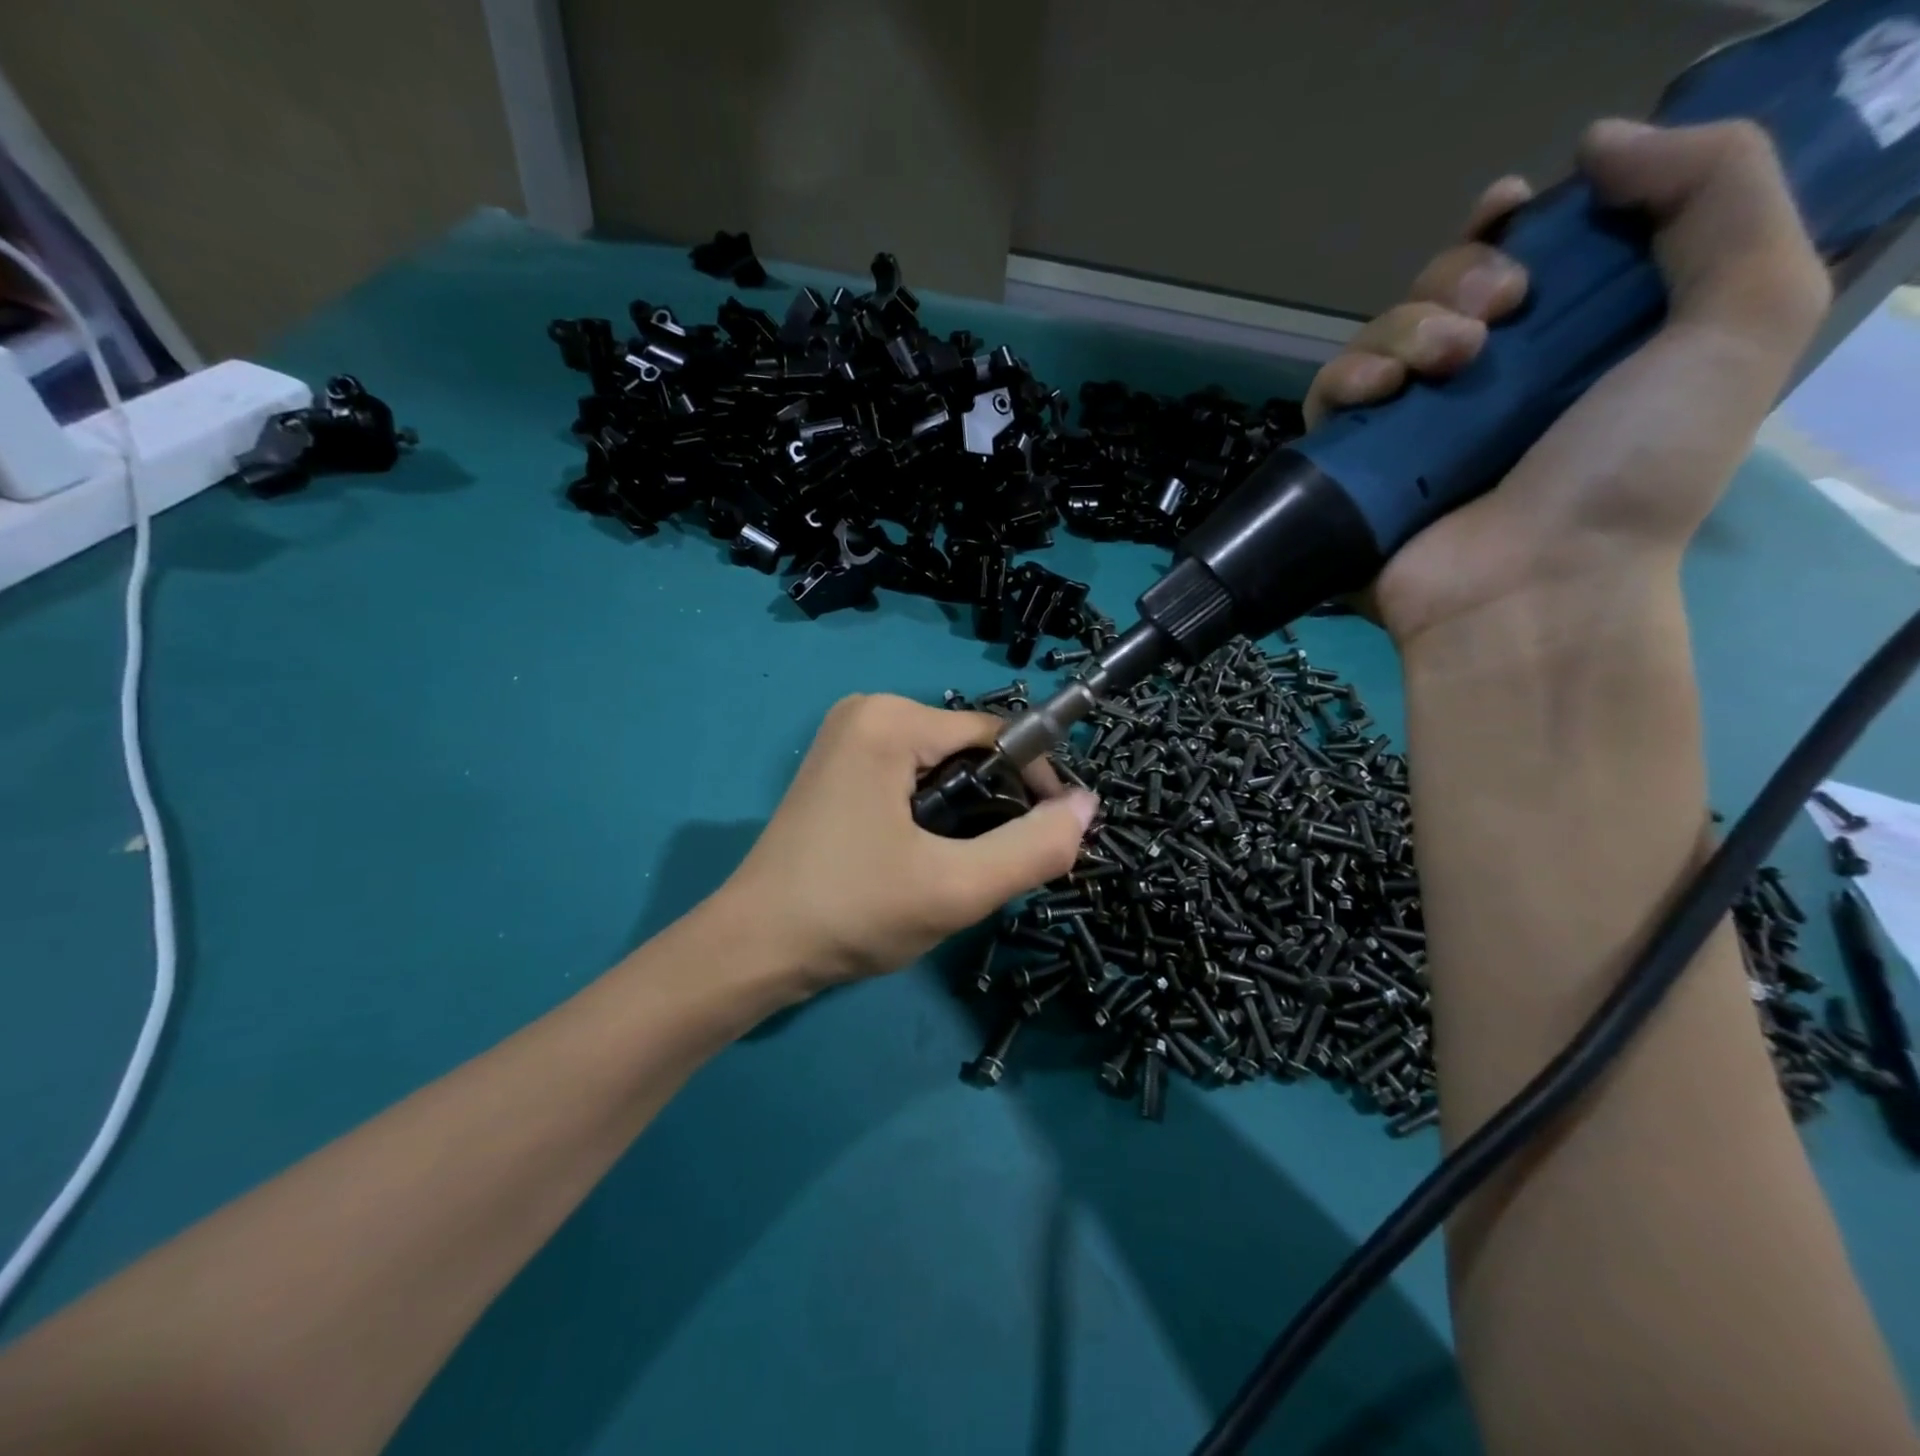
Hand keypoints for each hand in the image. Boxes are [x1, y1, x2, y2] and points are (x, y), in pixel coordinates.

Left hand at [719, 694, 1097, 989]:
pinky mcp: (838, 768)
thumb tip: (1087, 805)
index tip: (1049, 839)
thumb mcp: (956, 887)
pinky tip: (918, 861)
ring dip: (963, 818)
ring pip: (943, 771)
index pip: (997, 736)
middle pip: (969, 752)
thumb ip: (1034, 848)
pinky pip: (911, 779)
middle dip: (993, 808)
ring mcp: (847, 739)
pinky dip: (931, 817)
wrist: (753, 950)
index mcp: (891, 719)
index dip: (1034, 786)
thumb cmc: (852, 911)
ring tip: (950, 871)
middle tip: (987, 869)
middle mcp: (867, 711)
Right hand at [1306, 121, 1830, 649]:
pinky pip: (1330, 397)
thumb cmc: (1633, 472)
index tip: (1516, 211)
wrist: (1532, 589)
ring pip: (1381, 334)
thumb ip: (1719, 194)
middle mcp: (1488, 382)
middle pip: (1444, 287)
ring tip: (1445, 363)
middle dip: (1462, 274)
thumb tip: (1596, 144)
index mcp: (1574, 343)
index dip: (1515, 223)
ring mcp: (1414, 428)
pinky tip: (1378, 391)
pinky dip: (1346, 377)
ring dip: (1406, 324)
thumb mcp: (1744, 317)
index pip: (1528, 256)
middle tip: (1497, 313)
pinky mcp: (1355, 466)